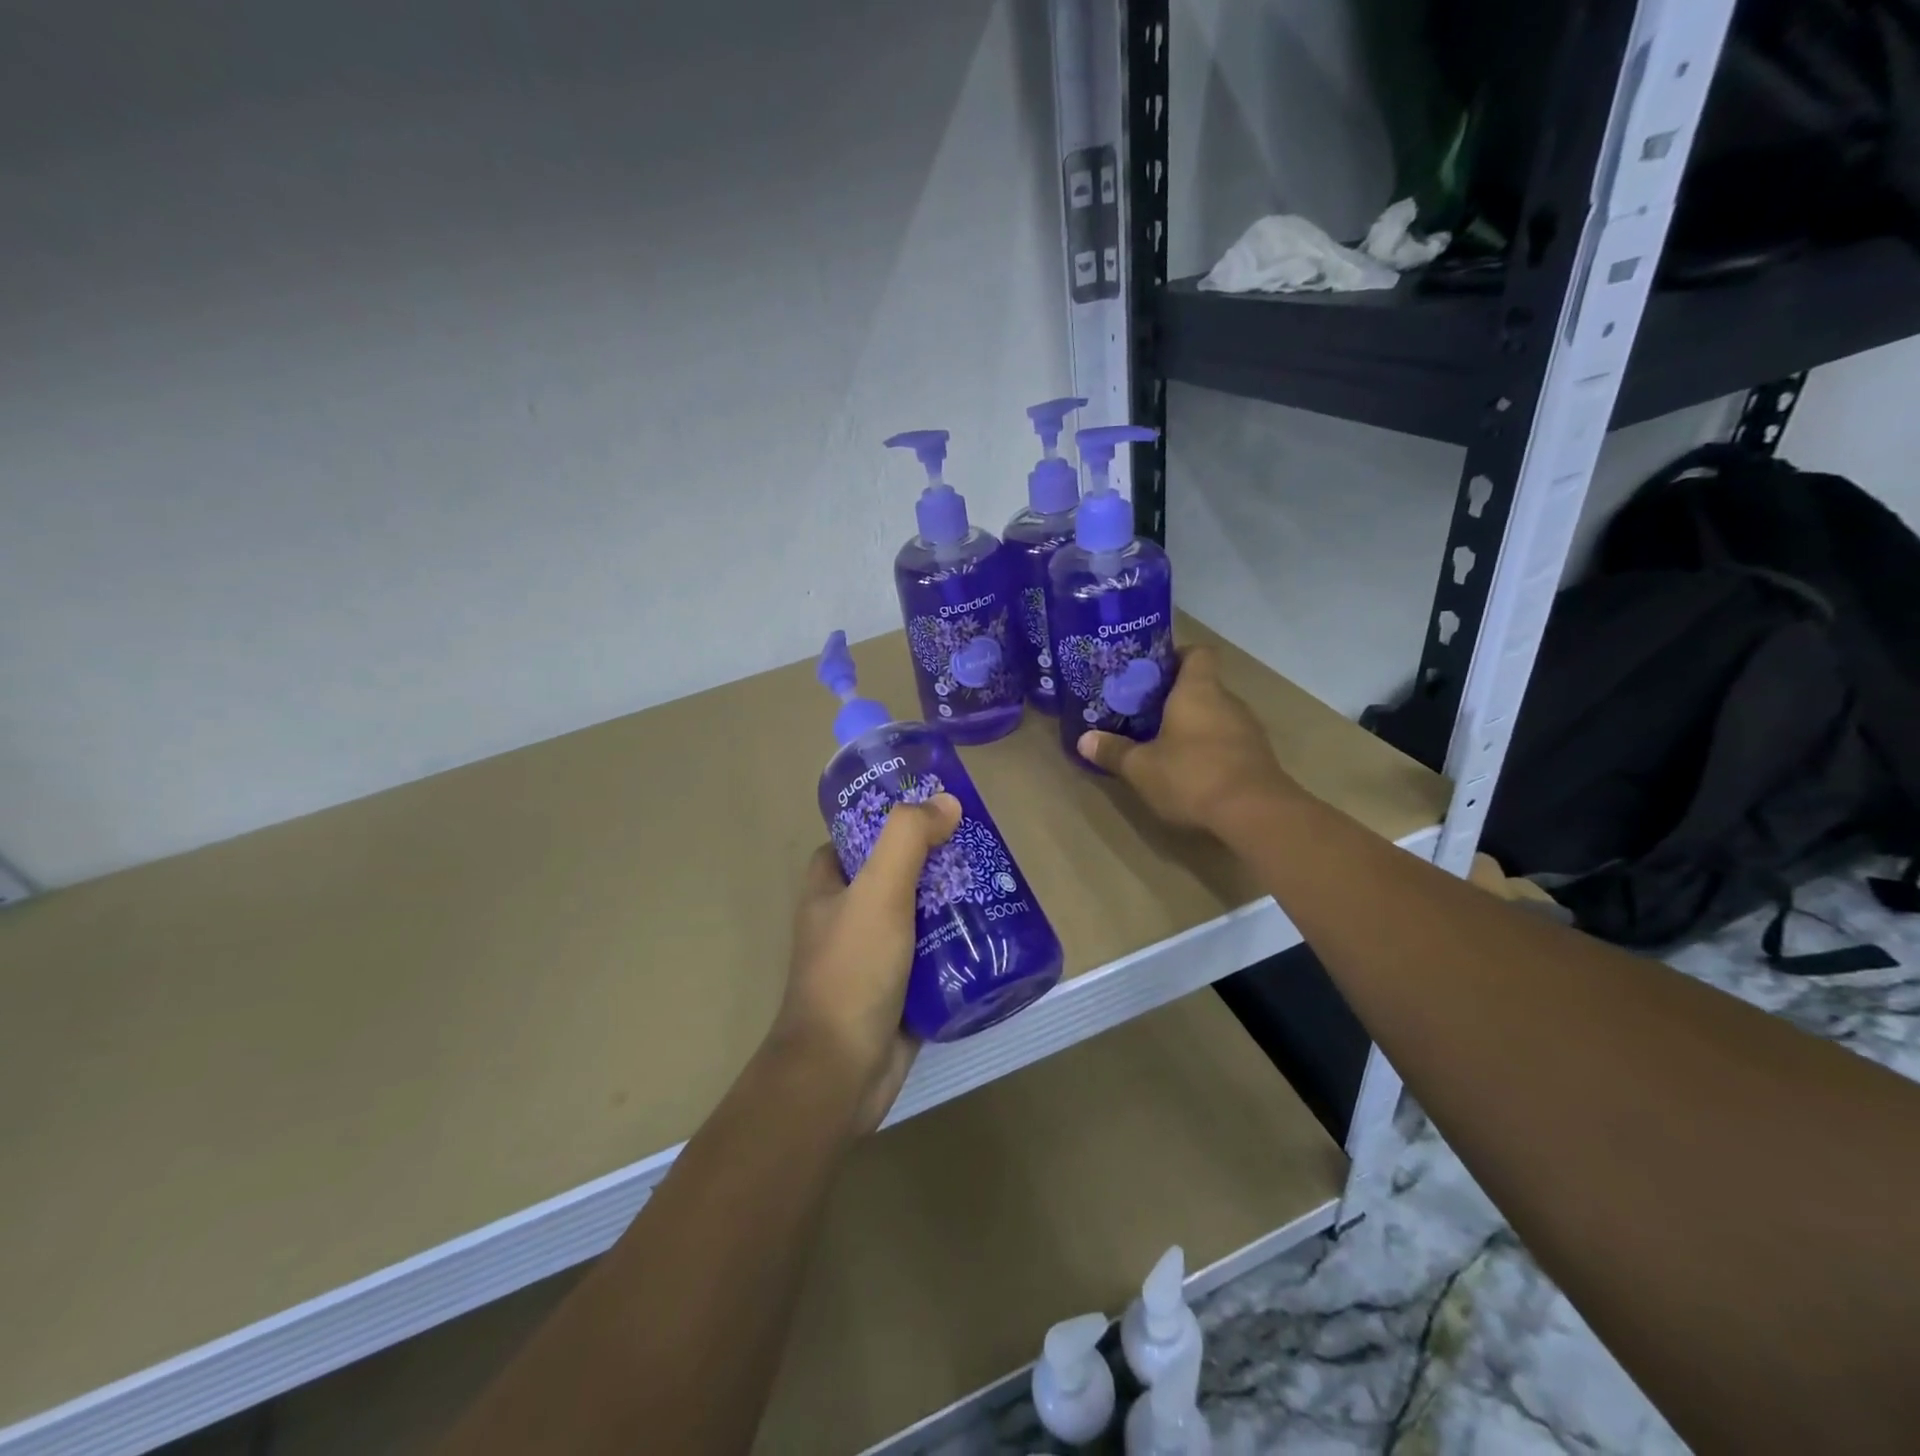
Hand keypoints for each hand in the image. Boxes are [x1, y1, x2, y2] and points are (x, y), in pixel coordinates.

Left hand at [772, 794, 961, 1134]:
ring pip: (919, 913)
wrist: (841, 1072)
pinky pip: (933, 953)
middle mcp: (847, 915)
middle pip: (896, 872)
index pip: (858, 836)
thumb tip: (945, 801)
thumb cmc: (852, 971)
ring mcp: (874, 954)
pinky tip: (994, 933)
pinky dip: (958, 943)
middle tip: (979, 847)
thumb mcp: (878, 892)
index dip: (892, 819)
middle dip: (936, 861)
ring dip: (953, 901)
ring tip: (996, 885)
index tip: (935, 811)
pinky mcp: (899, 988)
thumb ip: (907, 839)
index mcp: (828, 886)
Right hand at [1077, 645, 1303, 838]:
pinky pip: (1229, 742)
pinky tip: (1192, 772)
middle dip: (1176, 698)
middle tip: (1145, 713)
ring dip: (1194, 726)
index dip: (1176, 656)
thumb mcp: (1141, 767)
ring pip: (1216, 716)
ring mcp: (1248, 730)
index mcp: (1198, 690)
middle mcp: (1227, 701)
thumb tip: (1083, 740)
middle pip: (1203, 686)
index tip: (1152, 672)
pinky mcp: (1258, 758)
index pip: (1197, 653)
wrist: (1255, 813)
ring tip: (1165, 744)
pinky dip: (1211, 750)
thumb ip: (1113, 751)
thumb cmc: (1192, 775)